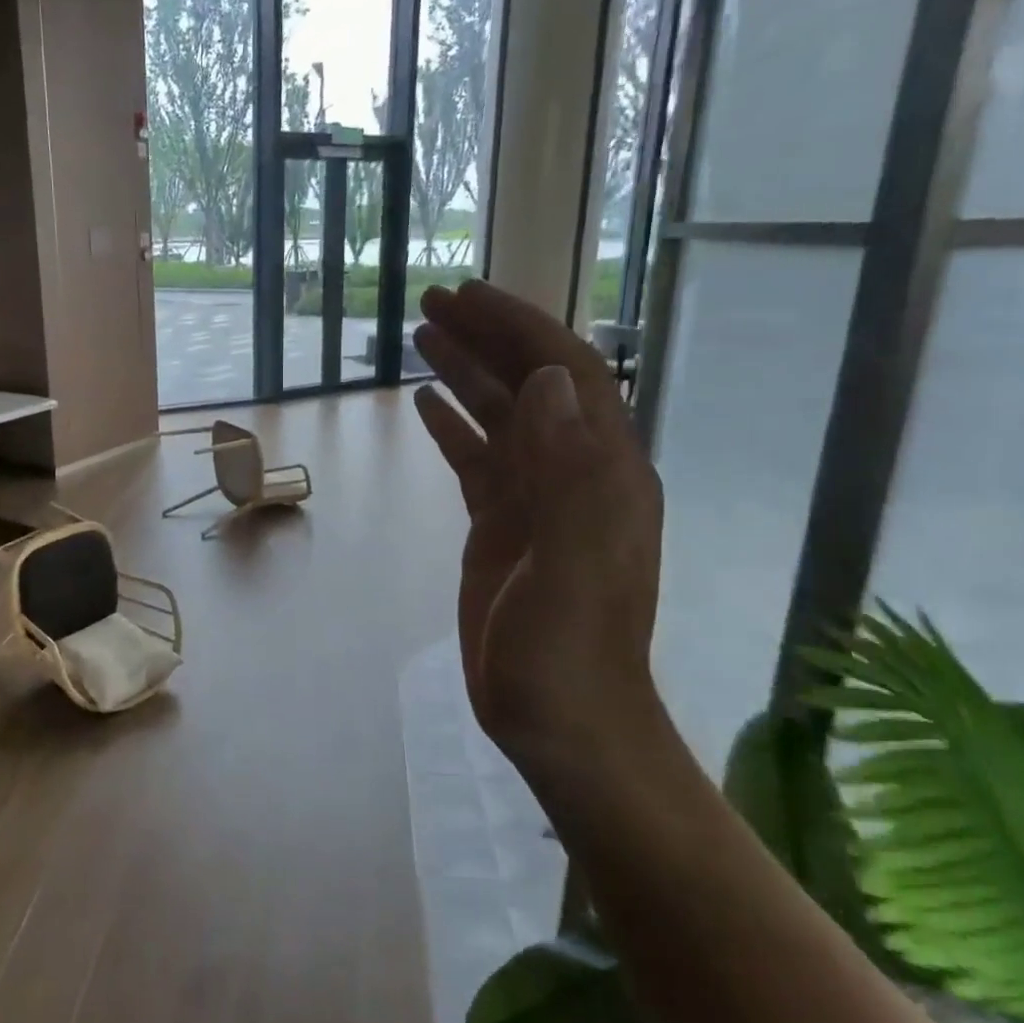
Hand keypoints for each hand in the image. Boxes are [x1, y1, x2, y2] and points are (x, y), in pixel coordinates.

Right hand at [412, 281, 664, 766]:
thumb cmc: (567, 655)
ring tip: (421, 337)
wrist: (560, 724)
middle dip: (487, 338)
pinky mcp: (502, 526)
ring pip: (500, 418)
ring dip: (466, 373)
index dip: (521, 330)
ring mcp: (536, 500)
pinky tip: (424, 404)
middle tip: (433, 304)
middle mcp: (574, 474)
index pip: (568, 377)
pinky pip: (478, 459)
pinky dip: (453, 426)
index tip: (469, 298)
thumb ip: (569, 475)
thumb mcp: (571, 569)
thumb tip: (548, 381)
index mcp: (602, 474)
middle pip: (531, 386)